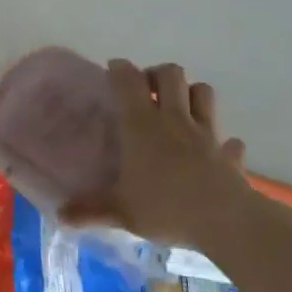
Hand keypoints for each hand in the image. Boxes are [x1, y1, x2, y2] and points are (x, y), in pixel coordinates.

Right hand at [63, 60, 254, 251]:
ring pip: (203, 93)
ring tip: (179, 110)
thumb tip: (61, 215)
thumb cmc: (166, 207)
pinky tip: (217, 153)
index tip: (113, 69)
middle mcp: (174, 120)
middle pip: (171, 74)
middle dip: (158, 74)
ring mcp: (206, 134)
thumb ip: (90, 211)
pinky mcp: (229, 155)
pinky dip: (223, 143)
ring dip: (191, 94)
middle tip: (147, 90)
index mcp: (142, 125)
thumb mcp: (120, 211)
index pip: (129, 81)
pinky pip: (230, 142)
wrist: (225, 221)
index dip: (120, 69)